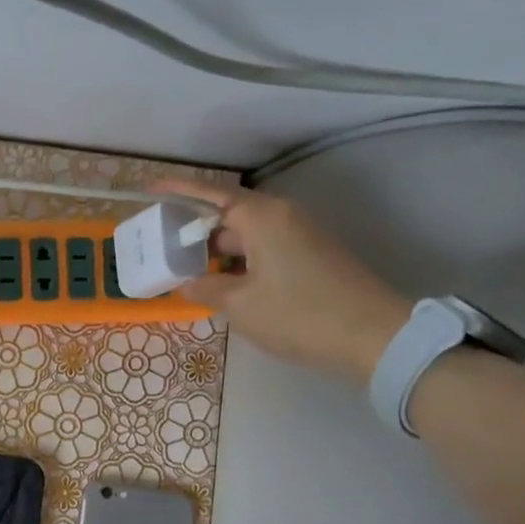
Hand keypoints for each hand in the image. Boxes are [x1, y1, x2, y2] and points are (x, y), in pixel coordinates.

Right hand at [155, 179, 410, 383]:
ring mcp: (301, 236)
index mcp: (263, 217)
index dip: (180, 190)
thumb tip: (187, 284)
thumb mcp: (241, 305)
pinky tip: (224, 284)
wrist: (373, 336)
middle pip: (230, 214)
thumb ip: (207, 289)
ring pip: (248, 235)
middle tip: (163, 245)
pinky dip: (240, 261)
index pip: (212, 194)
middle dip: (196, 229)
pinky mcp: (312, 256)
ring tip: (187, 270)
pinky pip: (265, 249)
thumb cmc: (298, 314)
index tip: (151, 187)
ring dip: (218, 250)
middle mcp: (282, 217)